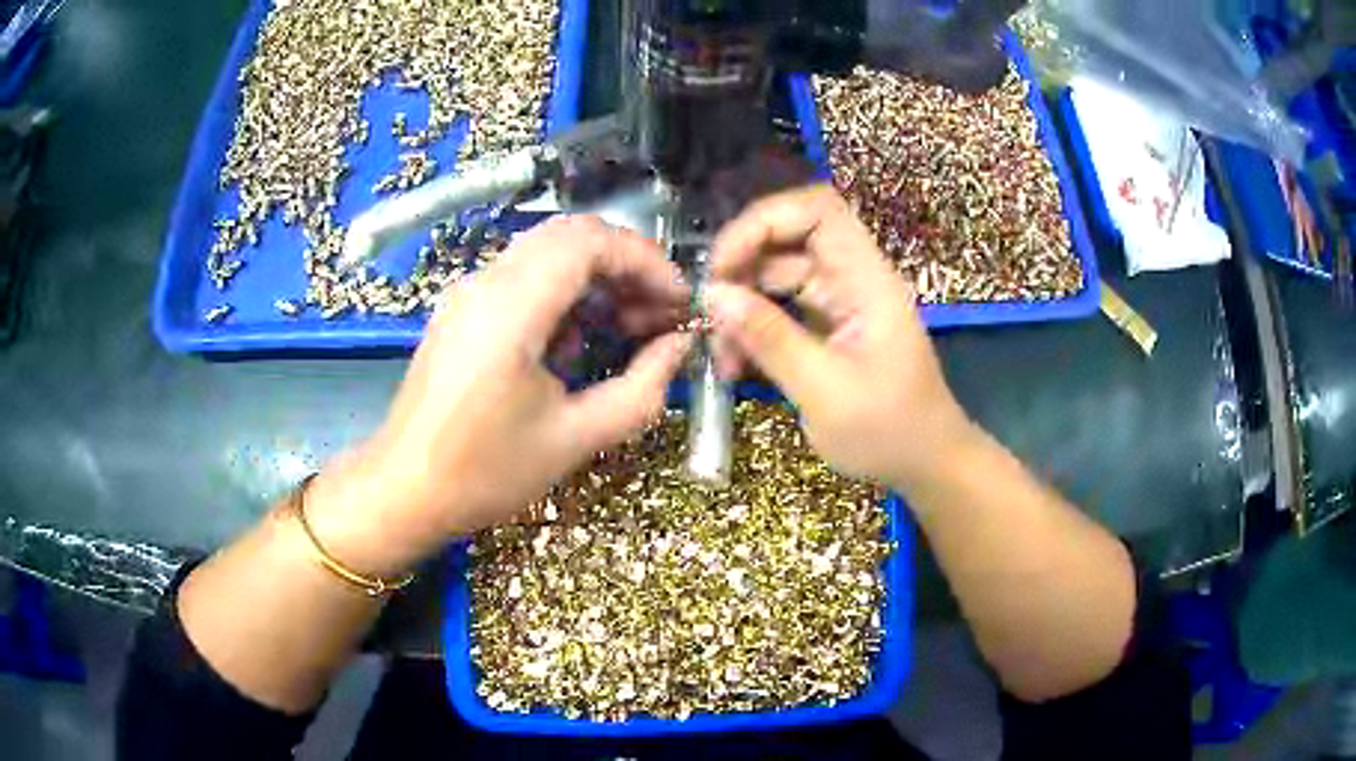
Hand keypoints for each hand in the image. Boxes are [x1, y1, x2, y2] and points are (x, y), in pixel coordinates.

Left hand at [307, 216, 690, 576]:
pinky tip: (579, 342)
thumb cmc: (485, 472)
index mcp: (511, 309)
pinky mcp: (462, 310)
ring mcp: (469, 293)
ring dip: (596, 277)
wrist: (404, 490)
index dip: (646, 261)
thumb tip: (679, 346)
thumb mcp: (576, 438)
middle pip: (572, 236)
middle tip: (659, 313)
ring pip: (548, 252)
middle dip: (626, 266)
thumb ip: (641, 388)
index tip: (679, 302)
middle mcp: (486, 283)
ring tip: (628, 328)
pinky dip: (565, 292)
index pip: (591, 241)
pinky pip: (523, 276)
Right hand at [707, 185, 973, 489]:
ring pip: (779, 274)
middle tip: (707, 310)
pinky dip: (755, 327)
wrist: (926, 463)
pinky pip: (783, 307)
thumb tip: (713, 294)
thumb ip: (770, 339)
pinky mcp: (830, 325)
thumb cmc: (888, 431)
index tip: (722, 266)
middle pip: (790, 237)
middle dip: (742, 265)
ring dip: (743, 303)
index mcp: (867, 280)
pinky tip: (735, 362)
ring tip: (719, 352)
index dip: (764, 221)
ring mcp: (842, 300)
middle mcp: (854, 278)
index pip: (817, 210)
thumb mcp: (824, 391)